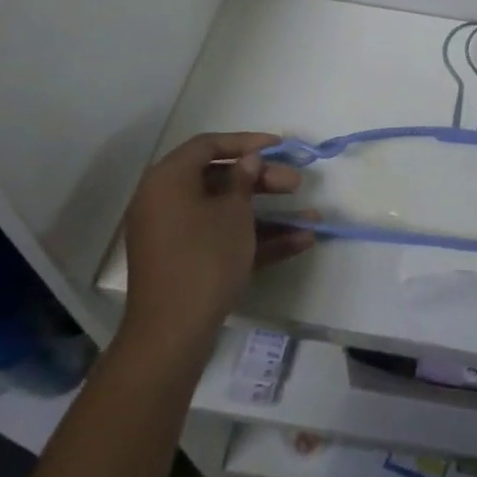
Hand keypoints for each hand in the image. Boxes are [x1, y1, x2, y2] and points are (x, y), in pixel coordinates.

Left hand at [119, 132, 314, 359]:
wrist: (172, 334)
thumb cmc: (204, 257)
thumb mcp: (233, 212)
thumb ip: (243, 179)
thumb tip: (247, 161)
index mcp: (168, 181)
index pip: (208, 146)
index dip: (246, 142)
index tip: (279, 146)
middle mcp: (166, 203)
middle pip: (220, 179)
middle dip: (263, 181)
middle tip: (296, 184)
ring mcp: (175, 236)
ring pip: (226, 212)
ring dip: (268, 213)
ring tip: (310, 217)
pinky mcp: (187, 263)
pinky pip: (223, 239)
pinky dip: (256, 239)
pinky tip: (299, 242)